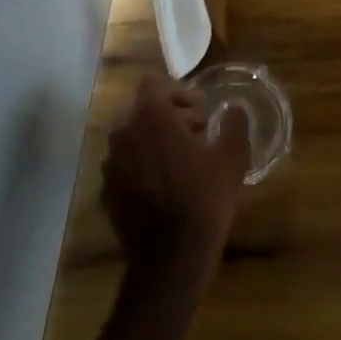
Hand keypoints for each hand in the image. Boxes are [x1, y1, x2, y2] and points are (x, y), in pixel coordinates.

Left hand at [103, 75, 248, 272]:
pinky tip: (165, 186)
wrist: (172, 255)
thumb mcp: (232, 156)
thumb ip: (234, 124)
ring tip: (181, 162)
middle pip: (143, 110)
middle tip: (197, 136)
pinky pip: (125, 165)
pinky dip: (142, 166)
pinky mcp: (106, 190)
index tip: (201, 113)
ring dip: (154, 141)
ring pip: (132, 138)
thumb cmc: (205, 197)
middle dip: (169, 117)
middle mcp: (123, 133)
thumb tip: (233, 110)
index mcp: (151, 117)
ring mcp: (110, 164)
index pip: (154, 84)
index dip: (179, 94)